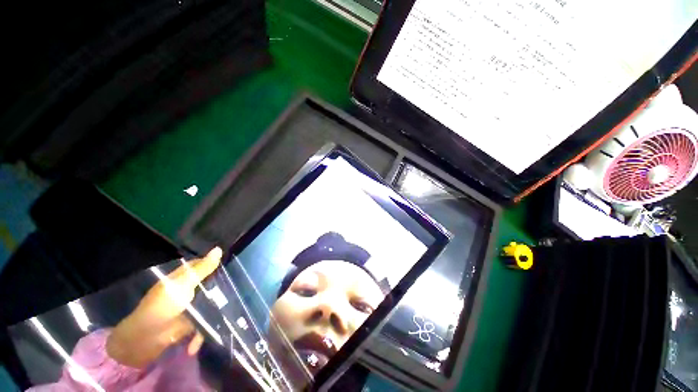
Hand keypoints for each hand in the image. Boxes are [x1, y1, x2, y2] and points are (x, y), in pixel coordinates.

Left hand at [106, 247, 221, 368]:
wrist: (146, 339)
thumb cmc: (162, 306)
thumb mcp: (183, 285)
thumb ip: (202, 269)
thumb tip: (219, 249)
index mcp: (184, 277)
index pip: (204, 265)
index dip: (216, 264)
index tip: (232, 265)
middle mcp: (189, 289)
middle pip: (211, 283)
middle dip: (222, 288)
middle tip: (236, 289)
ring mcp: (191, 306)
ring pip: (212, 302)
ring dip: (218, 310)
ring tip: (229, 314)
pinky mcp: (193, 322)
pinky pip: (205, 322)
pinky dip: (203, 331)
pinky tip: (206, 336)